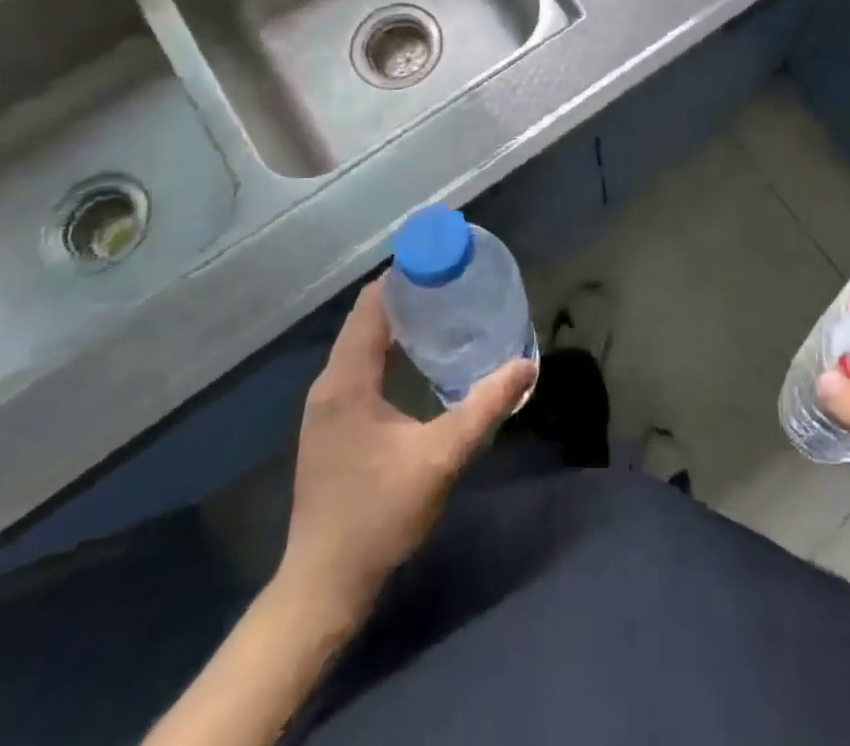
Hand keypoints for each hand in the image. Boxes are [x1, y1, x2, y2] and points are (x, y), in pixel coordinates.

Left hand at [274, 280, 536, 623]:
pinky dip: (389, 351)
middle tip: (456, 286)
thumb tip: (526, 365)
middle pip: (367, 320)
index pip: (371, 305)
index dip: (405, 277)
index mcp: (346, 381)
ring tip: (446, 314)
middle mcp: (329, 385)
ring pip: (362, 345)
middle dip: (409, 297)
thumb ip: (484, 408)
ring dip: (399, 325)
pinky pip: (360, 368)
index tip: (444, 263)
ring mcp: (326, 408)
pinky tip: (420, 361)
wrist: (323, 586)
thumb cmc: (378, 516)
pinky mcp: (332, 426)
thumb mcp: (440, 459)